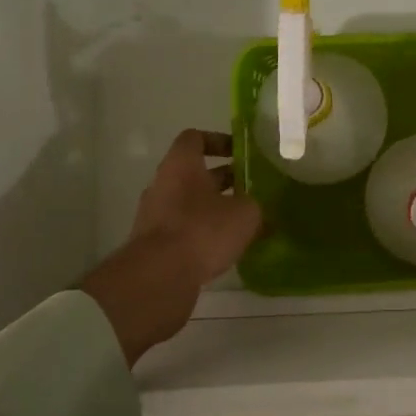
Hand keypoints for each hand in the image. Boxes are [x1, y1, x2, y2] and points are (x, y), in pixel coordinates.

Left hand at [80, 130, 261, 363]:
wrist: (159, 277)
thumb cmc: (203, 230)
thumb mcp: (245, 214)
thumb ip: (255, 206)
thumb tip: (260, 211)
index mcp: (181, 165)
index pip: (195, 138)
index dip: (219, 141)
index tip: (241, 153)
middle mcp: (163, 184)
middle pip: (195, 173)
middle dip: (224, 180)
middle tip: (252, 190)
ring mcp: (155, 215)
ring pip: (191, 203)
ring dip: (216, 208)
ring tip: (245, 222)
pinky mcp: (155, 244)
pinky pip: (184, 229)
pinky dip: (204, 233)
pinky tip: (227, 247)